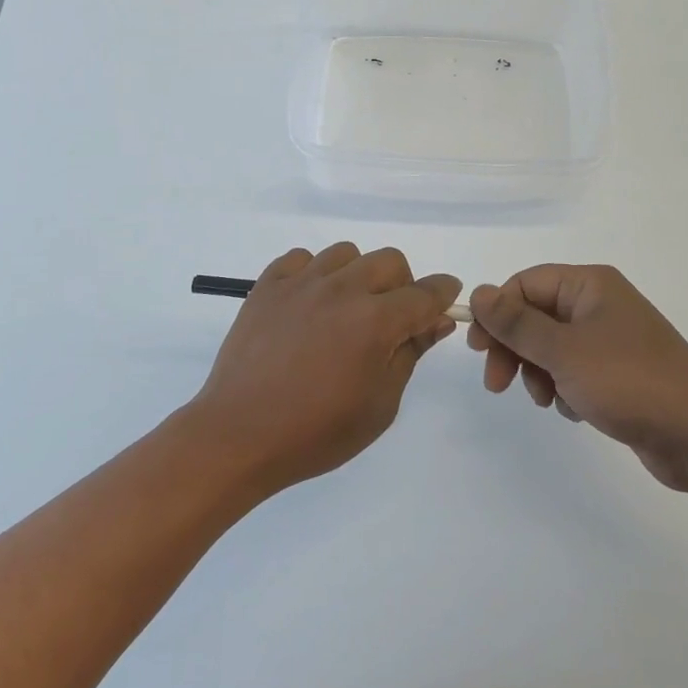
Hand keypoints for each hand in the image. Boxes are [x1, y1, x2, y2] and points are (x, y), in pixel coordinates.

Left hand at [186, 243, 460, 496]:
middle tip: (391, 318)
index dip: (443, 292)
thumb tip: (435, 321)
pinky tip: (308, 303)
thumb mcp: (380, 404)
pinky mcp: (268, 284)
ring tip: (345, 310)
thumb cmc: (317, 431)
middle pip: (389, 261)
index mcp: (375, 321)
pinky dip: (313, 273)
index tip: (447, 297)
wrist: (240, 434)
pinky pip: (301, 258)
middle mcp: (342, 289)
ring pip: (346, 254)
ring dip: (358, 275)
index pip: (425, 293)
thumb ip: (410, 354)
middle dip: (403, 284)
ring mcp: (301, 282)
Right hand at [468, 265, 687, 492]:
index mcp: (590, 285)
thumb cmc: (629, 382)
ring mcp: (611, 339)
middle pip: (535, 315)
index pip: (525, 284)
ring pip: (551, 346)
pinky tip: (574, 410)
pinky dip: (564, 387)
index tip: (478, 349)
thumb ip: (516, 323)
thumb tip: (478, 292)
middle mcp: (599, 304)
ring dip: (538, 372)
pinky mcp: (619, 373)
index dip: (497, 313)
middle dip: (514, 348)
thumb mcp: (563, 351)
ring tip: (547, 400)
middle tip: (497, 383)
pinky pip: (573, 370)